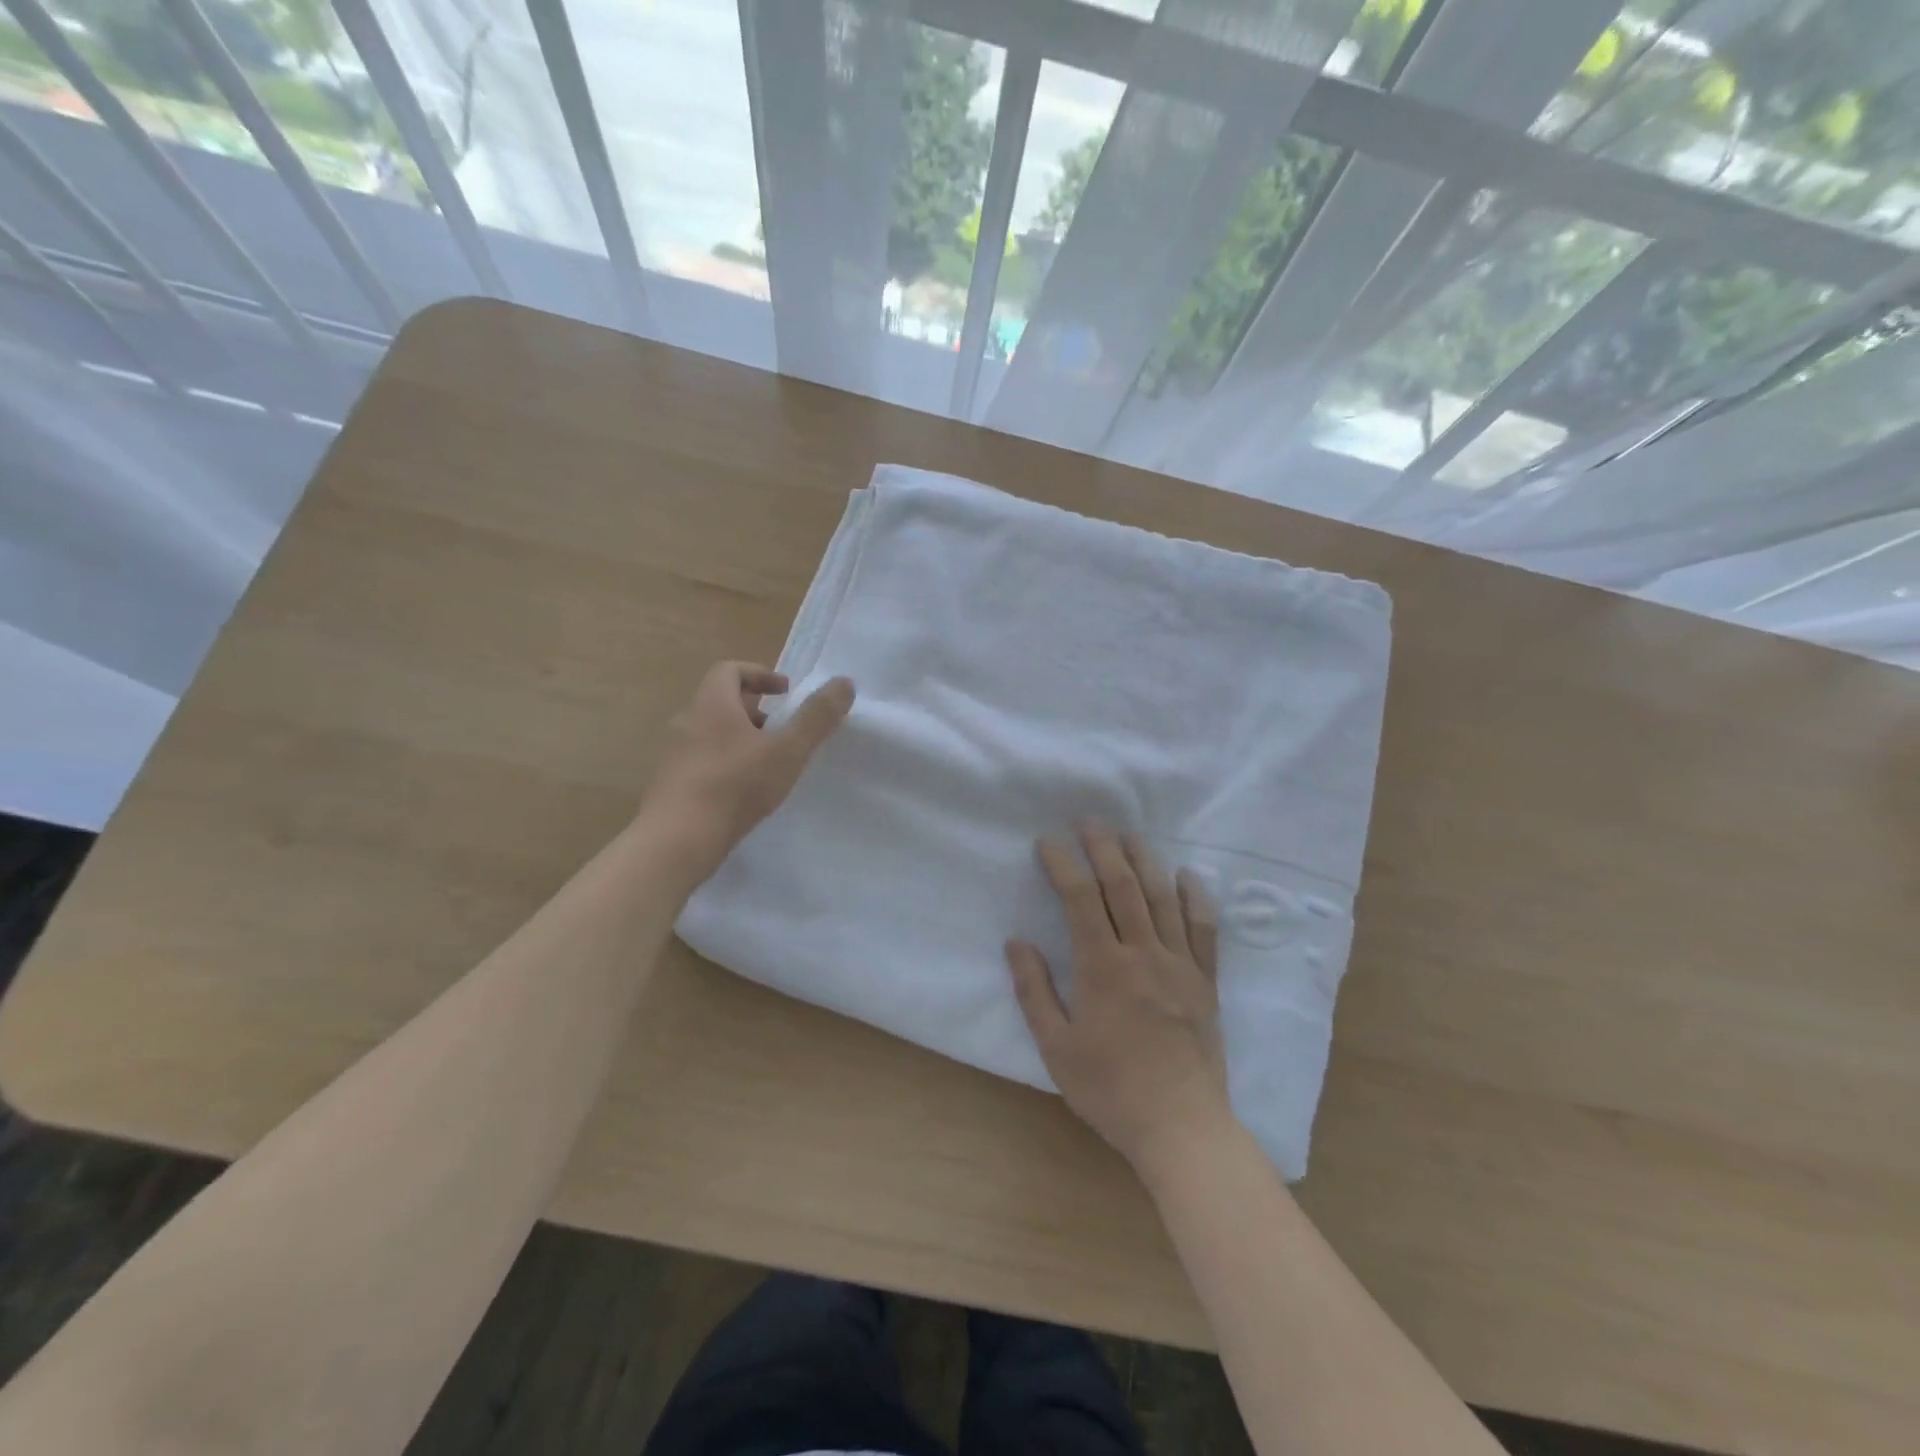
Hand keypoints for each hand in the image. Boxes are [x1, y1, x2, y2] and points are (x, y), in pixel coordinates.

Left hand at [642, 662, 853, 876]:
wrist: (677, 840)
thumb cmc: (736, 787)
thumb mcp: (787, 751)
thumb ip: (817, 718)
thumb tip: (844, 683)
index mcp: (712, 704)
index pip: (730, 670)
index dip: (760, 675)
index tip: (785, 693)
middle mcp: (687, 721)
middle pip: (720, 701)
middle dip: (754, 710)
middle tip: (781, 730)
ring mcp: (674, 753)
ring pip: (711, 732)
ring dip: (739, 738)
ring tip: (766, 763)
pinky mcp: (670, 783)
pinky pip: (700, 760)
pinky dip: (724, 763)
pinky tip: (742, 791)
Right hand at [1006, 824, 1232, 1177]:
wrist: (1181, 1127)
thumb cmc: (1110, 1090)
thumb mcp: (1056, 1047)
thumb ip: (1034, 991)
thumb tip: (1016, 942)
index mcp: (1102, 968)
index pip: (1079, 899)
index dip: (1062, 864)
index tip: (1047, 843)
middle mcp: (1142, 953)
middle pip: (1121, 886)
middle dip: (1102, 847)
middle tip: (1088, 821)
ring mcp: (1179, 964)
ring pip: (1162, 897)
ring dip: (1144, 859)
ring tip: (1129, 834)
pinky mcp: (1205, 981)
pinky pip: (1204, 928)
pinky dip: (1195, 896)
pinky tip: (1186, 876)